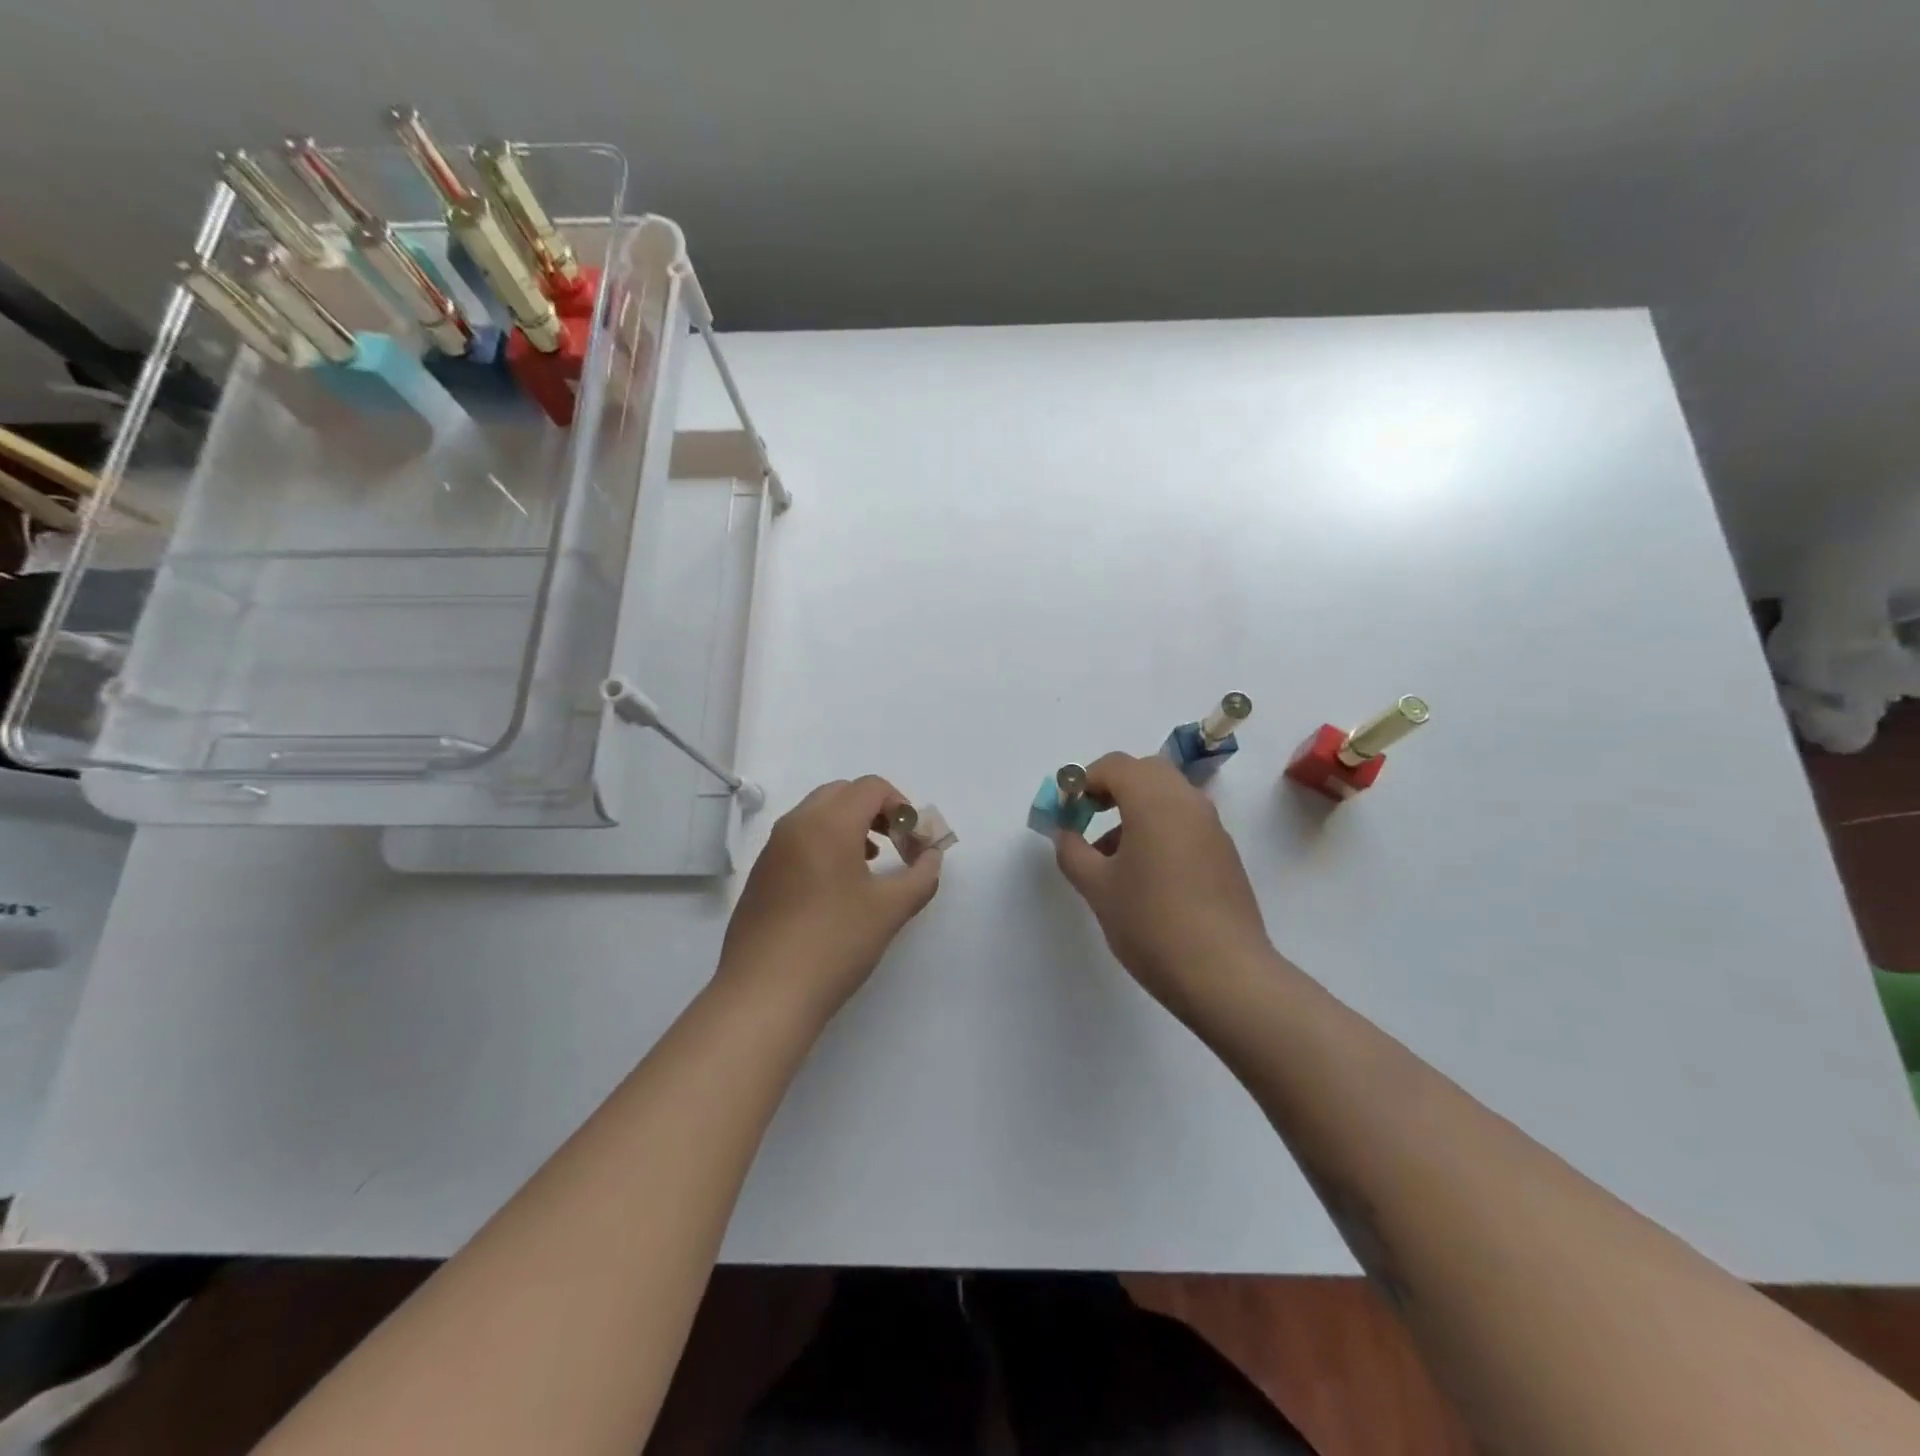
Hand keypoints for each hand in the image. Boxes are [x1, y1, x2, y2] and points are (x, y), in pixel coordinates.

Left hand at [718, 776, 941, 1022]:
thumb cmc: (834, 943)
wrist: (765, 993)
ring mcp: (772, 849)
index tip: (914, 842)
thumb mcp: (891, 909)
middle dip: (876, 811)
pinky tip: (837, 888)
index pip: (871, 787)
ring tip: (872, 864)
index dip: (902, 806)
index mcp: (828, 823)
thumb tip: (932, 856)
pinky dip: (825, 844)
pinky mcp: (761, 874)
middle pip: (842, 793)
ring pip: (817, 814)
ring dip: (850, 826)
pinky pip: (799, 839)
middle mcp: (795, 824)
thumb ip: (922, 875)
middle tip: (897, 845)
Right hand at [1053, 753, 1272, 1019]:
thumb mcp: (1097, 888)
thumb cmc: (1151, 923)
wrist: (1225, 974)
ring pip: (1167, 797)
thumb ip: (1073, 852)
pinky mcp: (1224, 854)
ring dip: (1135, 809)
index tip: (1066, 812)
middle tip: (1087, 819)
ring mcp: (1212, 827)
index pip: (1114, 766)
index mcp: (1154, 800)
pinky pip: (1184, 822)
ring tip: (1109, 856)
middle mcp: (1188, 802)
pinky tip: (1144, 874)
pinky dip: (1158, 828)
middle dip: (1111, 788)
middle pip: (1145, 772)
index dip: (1083, 781)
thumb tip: (1065, 833)